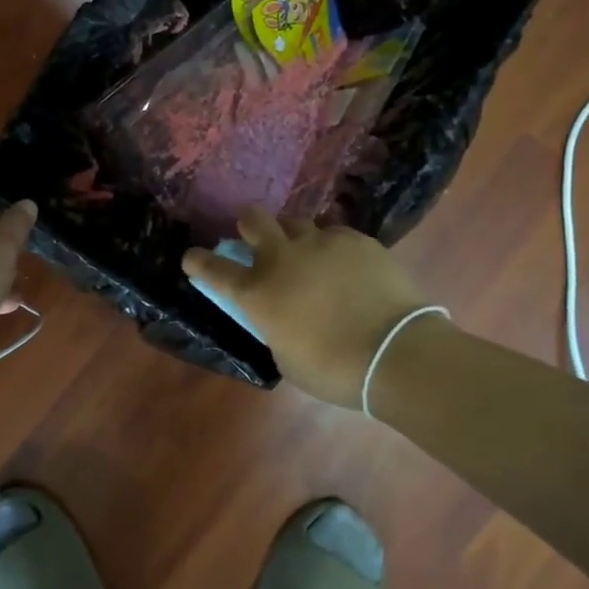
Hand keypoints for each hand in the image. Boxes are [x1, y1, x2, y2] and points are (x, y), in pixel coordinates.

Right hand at [183, 207, 437, 407]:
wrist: (396, 352)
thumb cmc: (334, 369)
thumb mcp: (286, 356)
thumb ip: (275, 326)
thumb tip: (281, 314)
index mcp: (257, 293)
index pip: (213, 269)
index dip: (198, 261)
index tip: (192, 257)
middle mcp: (282, 258)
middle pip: (254, 220)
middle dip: (248, 224)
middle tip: (255, 236)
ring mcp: (320, 243)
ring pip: (295, 221)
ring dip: (293, 235)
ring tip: (308, 253)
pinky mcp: (355, 239)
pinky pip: (334, 233)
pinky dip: (331, 246)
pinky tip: (346, 264)